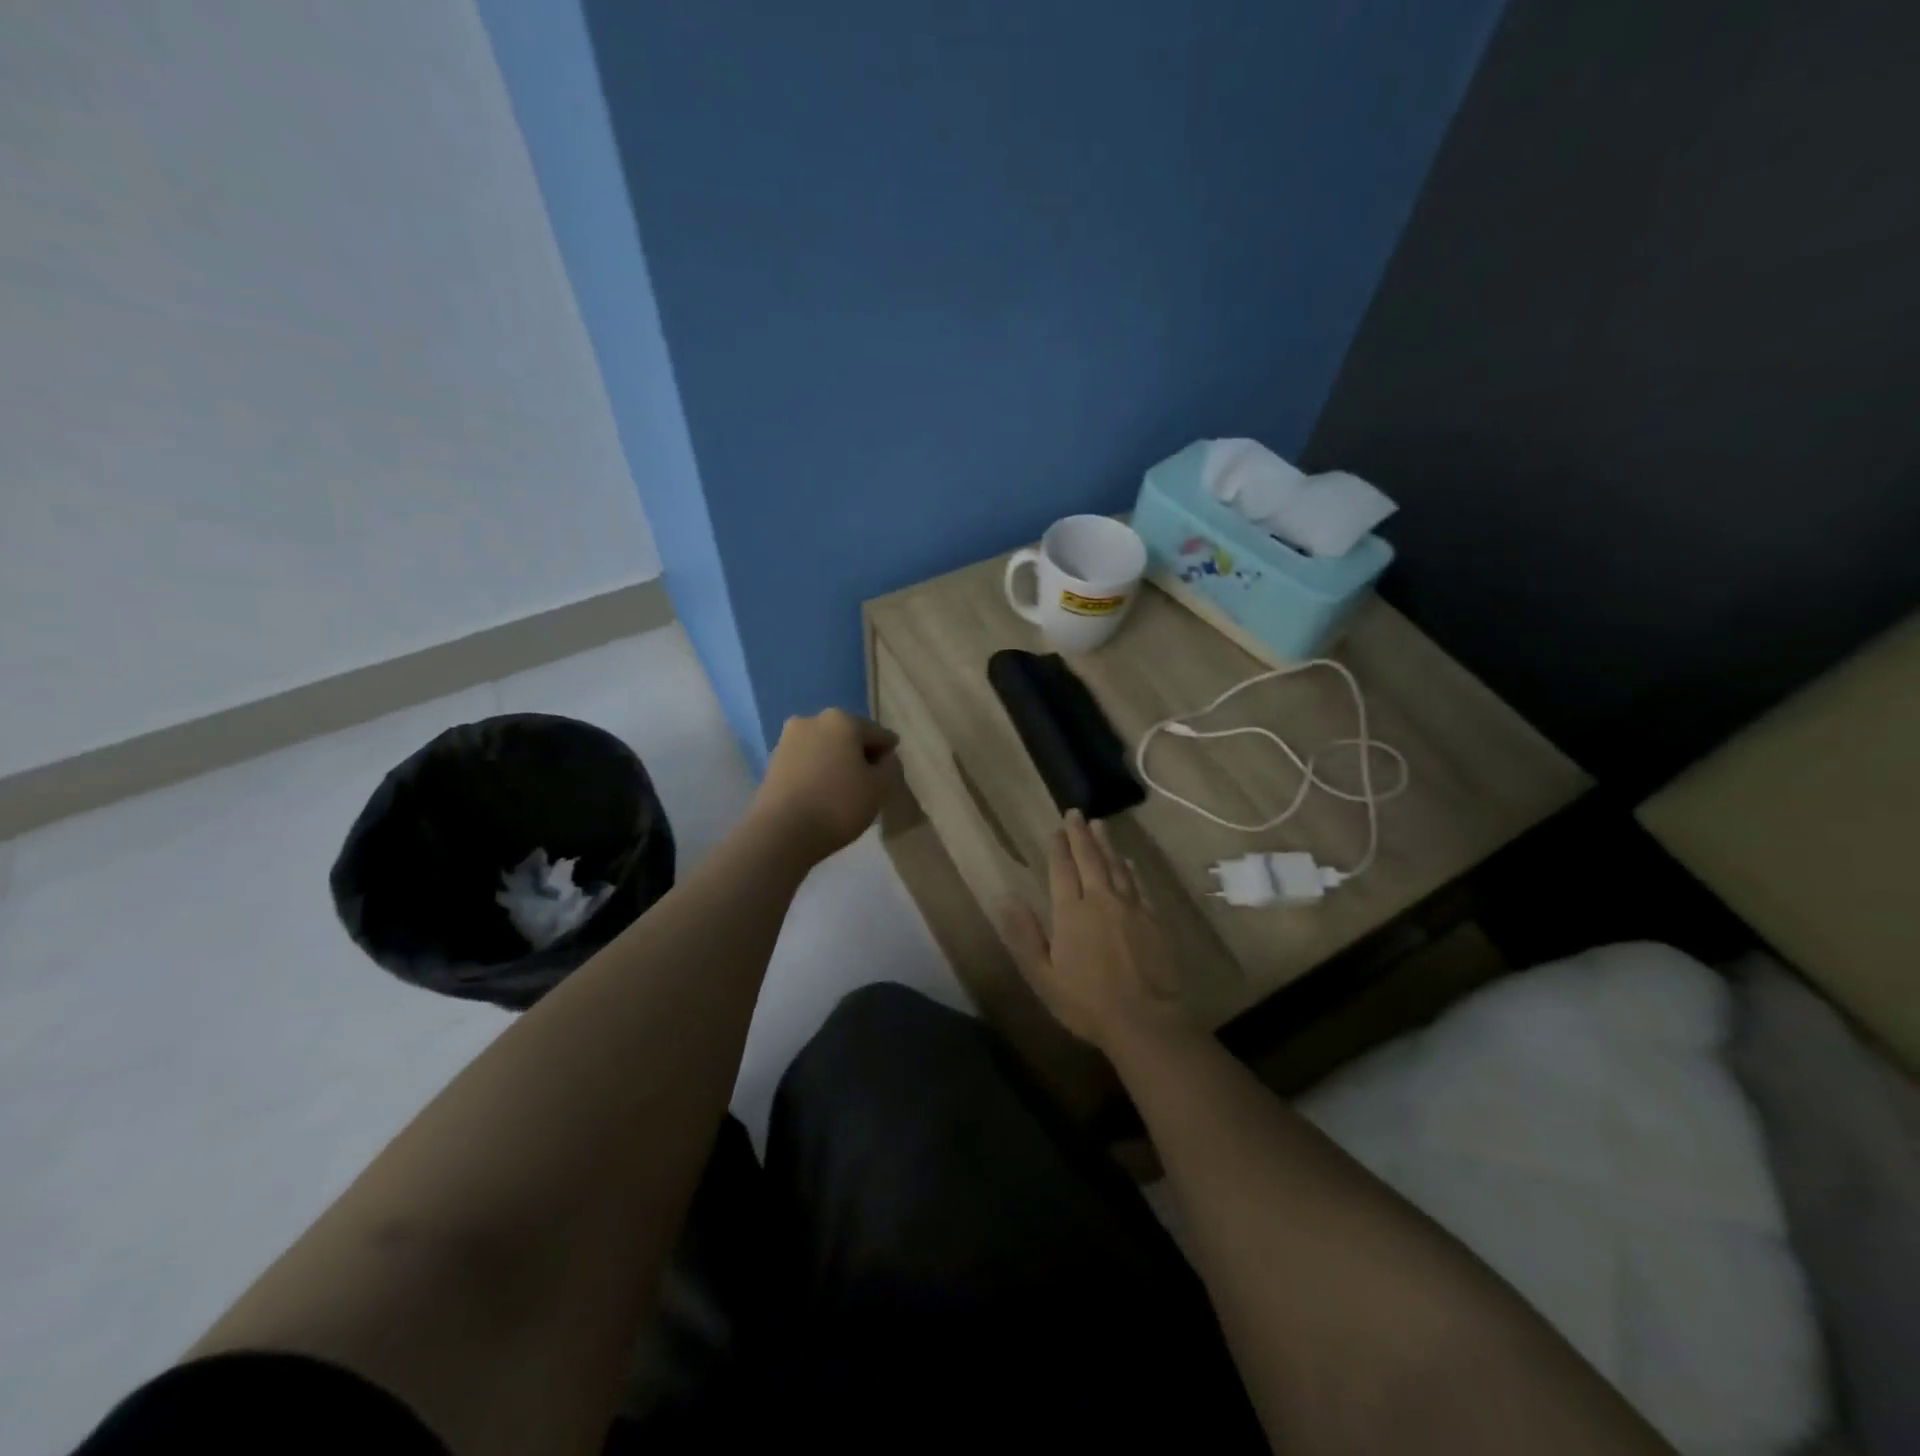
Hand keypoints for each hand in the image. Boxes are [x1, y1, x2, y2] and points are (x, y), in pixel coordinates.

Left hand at [750, 709, 901, 864]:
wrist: (781, 832)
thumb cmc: (838, 804)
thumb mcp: (879, 788)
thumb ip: (890, 767)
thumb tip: (884, 758)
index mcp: (842, 720)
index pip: (878, 734)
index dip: (888, 754)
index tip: (892, 772)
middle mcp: (812, 720)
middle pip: (848, 736)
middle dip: (859, 755)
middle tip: (870, 781)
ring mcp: (788, 740)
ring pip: (824, 748)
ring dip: (837, 763)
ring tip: (845, 790)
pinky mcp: (772, 761)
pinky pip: (806, 762)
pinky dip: (817, 773)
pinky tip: (823, 794)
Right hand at [1003, 809, 1188, 1052]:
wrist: (1146, 1021)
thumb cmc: (1087, 1002)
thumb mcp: (1043, 976)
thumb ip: (1024, 935)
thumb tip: (1005, 898)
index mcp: (1071, 912)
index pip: (1062, 870)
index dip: (1058, 848)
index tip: (1056, 828)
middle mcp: (1101, 900)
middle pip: (1090, 859)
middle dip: (1080, 835)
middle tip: (1076, 813)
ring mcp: (1130, 908)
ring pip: (1116, 866)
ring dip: (1106, 844)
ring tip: (1100, 826)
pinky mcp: (1152, 919)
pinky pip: (1138, 884)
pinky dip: (1130, 869)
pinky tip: (1128, 862)